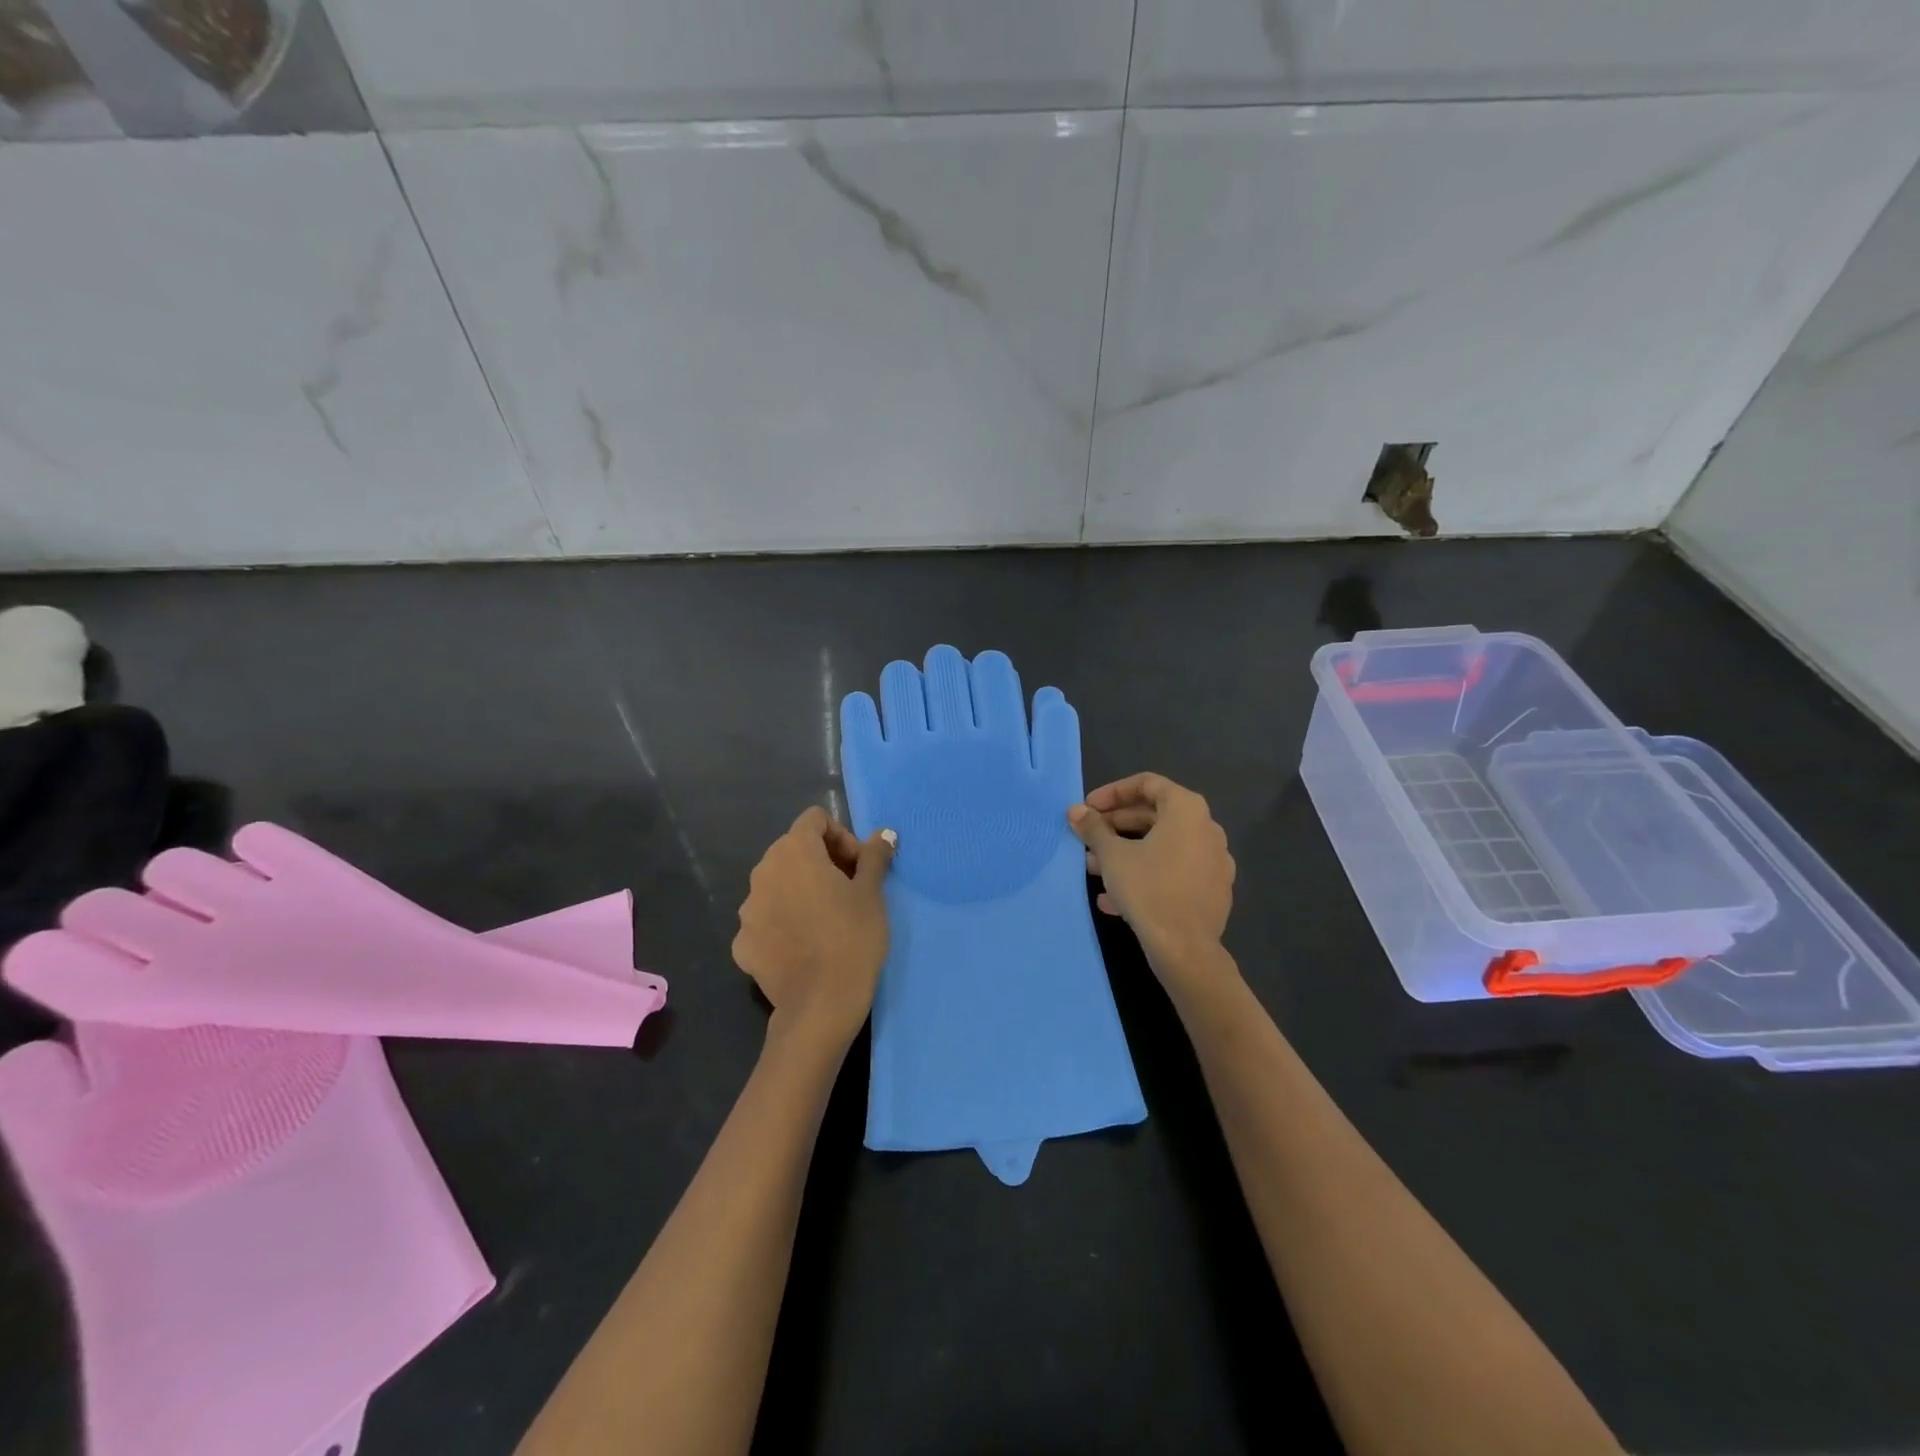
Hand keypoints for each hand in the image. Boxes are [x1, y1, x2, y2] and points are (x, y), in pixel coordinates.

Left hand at [732, 806, 894, 1044]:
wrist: (820, 1006)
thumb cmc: (852, 937)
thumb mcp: (871, 893)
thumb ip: (874, 856)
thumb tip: (883, 833)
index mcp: (794, 852)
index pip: (814, 820)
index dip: (842, 836)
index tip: (859, 866)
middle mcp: (762, 873)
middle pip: (793, 850)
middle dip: (823, 861)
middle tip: (849, 890)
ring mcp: (747, 910)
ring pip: (778, 884)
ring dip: (801, 890)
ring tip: (827, 919)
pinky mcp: (742, 943)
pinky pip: (766, 919)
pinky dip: (784, 922)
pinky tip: (805, 946)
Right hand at [1068, 773, 1234, 968]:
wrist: (1186, 949)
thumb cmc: (1148, 889)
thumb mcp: (1112, 855)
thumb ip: (1093, 828)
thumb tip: (1075, 811)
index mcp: (1187, 810)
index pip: (1147, 784)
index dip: (1112, 792)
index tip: (1088, 808)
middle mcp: (1207, 829)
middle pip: (1156, 815)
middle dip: (1116, 825)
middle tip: (1088, 837)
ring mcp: (1214, 861)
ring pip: (1163, 846)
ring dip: (1126, 852)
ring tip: (1093, 869)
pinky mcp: (1212, 890)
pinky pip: (1174, 871)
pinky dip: (1145, 874)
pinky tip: (1114, 898)